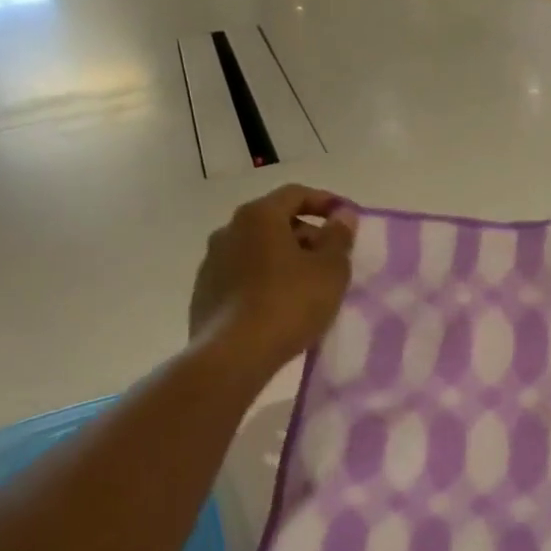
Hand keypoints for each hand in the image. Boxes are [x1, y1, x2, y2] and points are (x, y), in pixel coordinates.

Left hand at [190, 186, 357, 370]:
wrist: (232, 356)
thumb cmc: (288, 303)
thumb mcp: (330, 269)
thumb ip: (339, 237)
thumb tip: (342, 215)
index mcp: (258, 216)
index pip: (295, 194)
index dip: (326, 202)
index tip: (347, 219)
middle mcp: (228, 231)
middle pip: (274, 221)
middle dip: (306, 234)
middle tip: (332, 258)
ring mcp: (211, 263)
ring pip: (257, 250)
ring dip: (284, 259)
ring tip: (308, 285)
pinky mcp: (204, 294)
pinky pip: (242, 276)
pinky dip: (264, 281)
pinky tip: (280, 306)